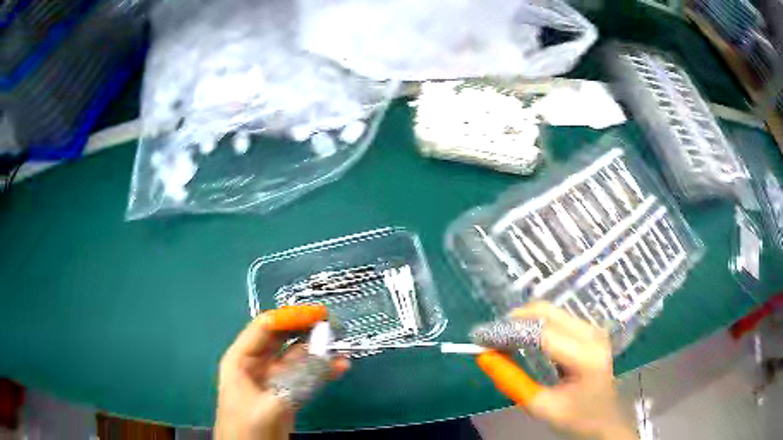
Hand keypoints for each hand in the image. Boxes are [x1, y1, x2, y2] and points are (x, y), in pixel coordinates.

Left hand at [215, 305, 349, 439]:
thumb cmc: (246, 428)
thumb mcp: (268, 406)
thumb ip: (294, 383)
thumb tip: (323, 360)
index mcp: (241, 359)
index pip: (265, 328)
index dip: (291, 318)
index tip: (319, 314)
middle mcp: (255, 364)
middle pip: (282, 338)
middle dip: (306, 329)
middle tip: (333, 324)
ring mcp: (272, 379)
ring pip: (296, 356)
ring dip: (317, 350)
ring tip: (341, 344)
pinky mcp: (286, 393)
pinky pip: (304, 375)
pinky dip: (321, 370)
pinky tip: (339, 367)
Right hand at [475, 303, 635, 439]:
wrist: (606, 417)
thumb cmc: (577, 417)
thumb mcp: (541, 407)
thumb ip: (512, 382)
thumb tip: (485, 357)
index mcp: (586, 357)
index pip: (542, 334)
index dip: (509, 332)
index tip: (480, 337)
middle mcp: (593, 334)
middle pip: (547, 313)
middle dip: (514, 321)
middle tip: (489, 338)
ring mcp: (593, 329)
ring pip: (551, 311)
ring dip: (523, 321)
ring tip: (503, 340)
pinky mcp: (590, 329)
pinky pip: (557, 318)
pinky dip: (534, 324)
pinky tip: (523, 340)